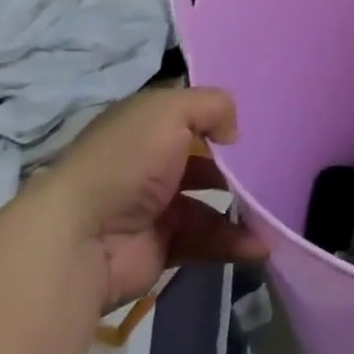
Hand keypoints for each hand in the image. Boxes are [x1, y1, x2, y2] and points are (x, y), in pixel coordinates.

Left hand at [43, 87, 264, 307]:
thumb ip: (213, 106)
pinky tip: (260, 245)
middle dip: (237, 167)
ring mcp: (156, 208)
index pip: (187, 116)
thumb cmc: (125, 162)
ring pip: (211, 203)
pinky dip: (234, 243)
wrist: (80, 239)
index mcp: (144, 128)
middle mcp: (149, 165)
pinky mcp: (164, 247)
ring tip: (273, 212)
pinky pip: (208, 240)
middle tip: (273, 169)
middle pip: (204, 160)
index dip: (217, 117)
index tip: (255, 123)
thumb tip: (233, 133)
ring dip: (243, 208)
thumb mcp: (170, 111)